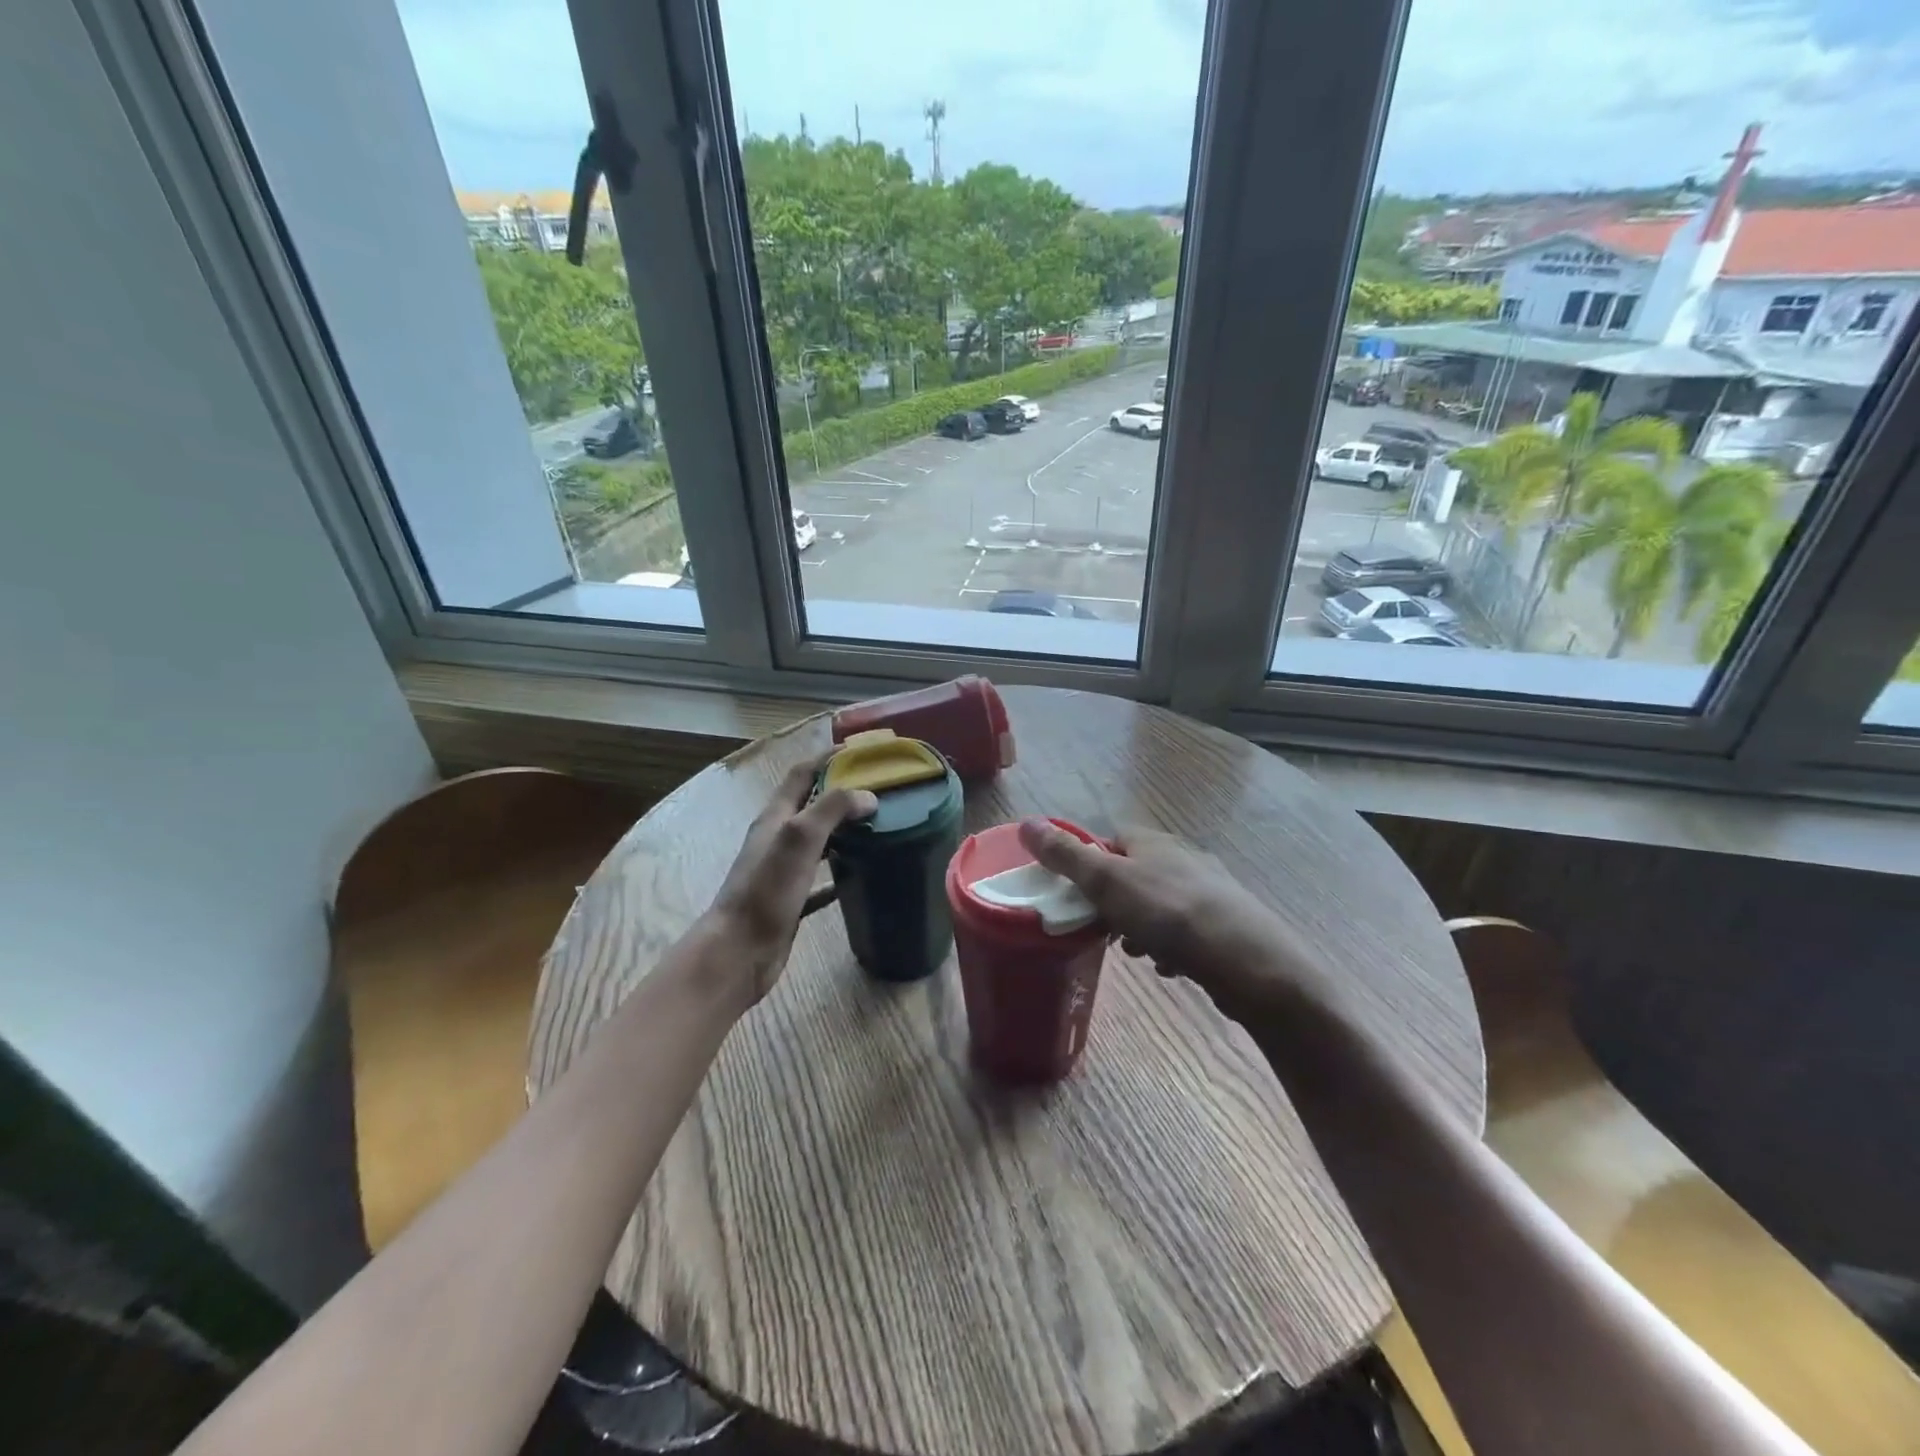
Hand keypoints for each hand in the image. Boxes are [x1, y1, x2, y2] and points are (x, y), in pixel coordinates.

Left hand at [702, 760, 875, 1007]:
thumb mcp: (799, 838)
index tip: (860, 751)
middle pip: (810, 806)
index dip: (827, 758)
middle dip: (841, 794)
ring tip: (878, 828)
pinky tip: (862, 876)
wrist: (739, 952)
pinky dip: (840, 874)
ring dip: (843, 832)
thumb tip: (868, 795)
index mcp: (775, 818)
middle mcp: (777, 839)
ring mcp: (782, 872)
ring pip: (818, 843)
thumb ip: (832, 809)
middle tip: (880, 791)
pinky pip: (819, 881)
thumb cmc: (767, 890)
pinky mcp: (790, 901)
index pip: (801, 774)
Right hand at [1017, 819, 1325, 1017]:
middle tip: (1101, 929)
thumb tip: (1027, 822)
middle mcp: (1182, 857)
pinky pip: (1184, 928)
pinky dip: (1170, 944)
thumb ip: (1066, 856)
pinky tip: (1168, 965)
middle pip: (1134, 873)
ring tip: (1135, 952)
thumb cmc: (1168, 913)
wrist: (1247, 960)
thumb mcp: (1106, 881)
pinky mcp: (1225, 923)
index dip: (1088, 863)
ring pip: (1158, 903)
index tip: (1075, 893)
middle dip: (1114, 901)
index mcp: (1152, 841)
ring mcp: (1208, 890)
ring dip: (1140, 925)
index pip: (1110, 839)